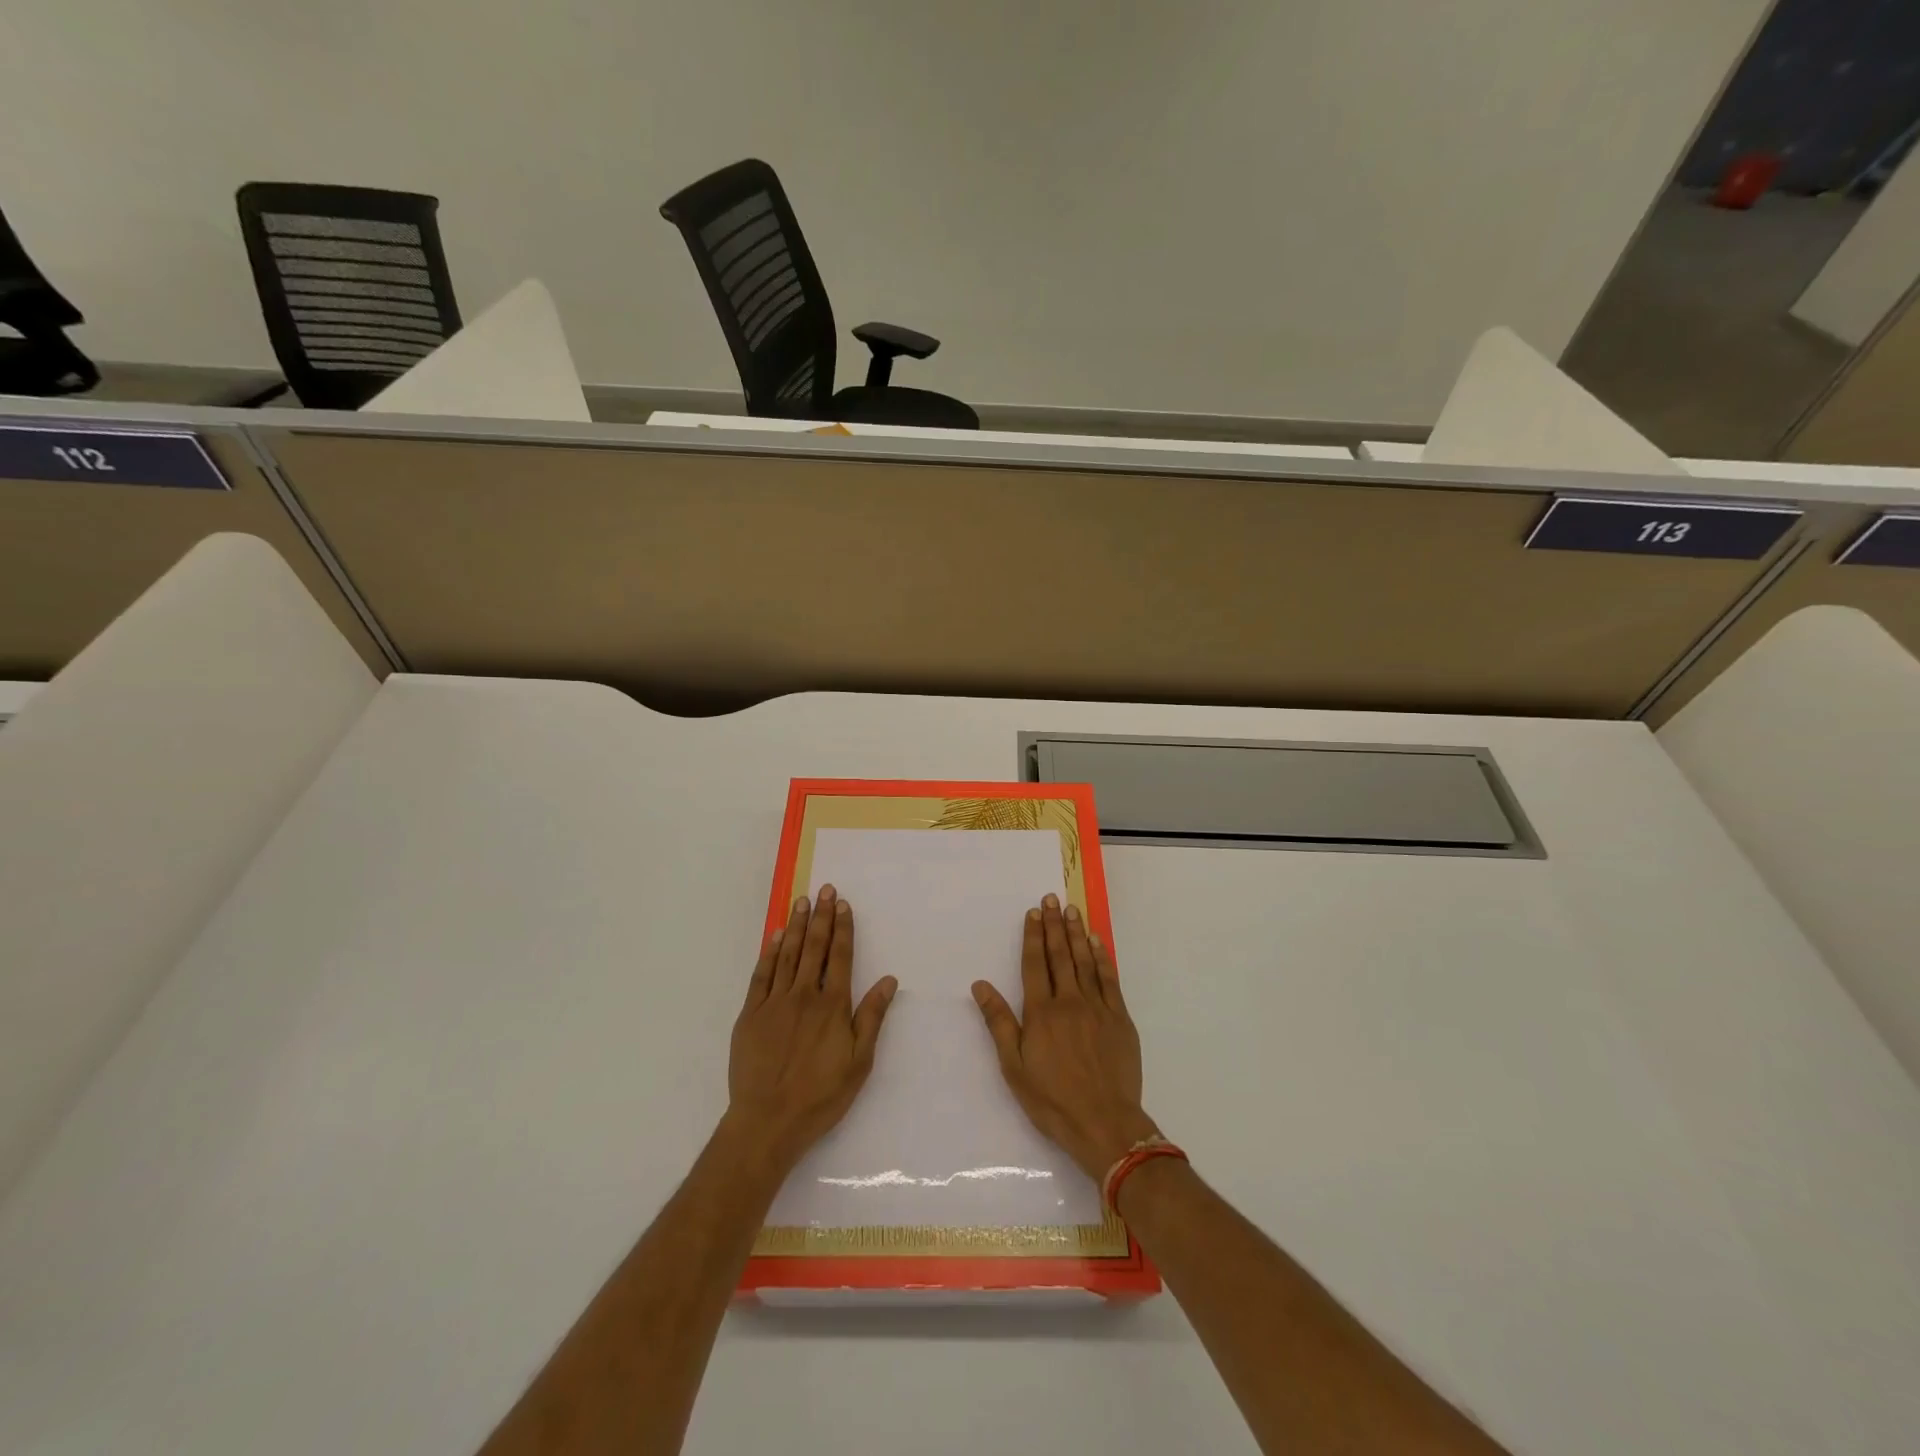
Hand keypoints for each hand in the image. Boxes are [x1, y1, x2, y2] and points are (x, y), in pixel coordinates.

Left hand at [726, 885, 896, 1171]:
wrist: (768, 1121)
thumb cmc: (821, 1095)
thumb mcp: (859, 1062)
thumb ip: (872, 1017)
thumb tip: (888, 980)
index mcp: (833, 1005)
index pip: (841, 956)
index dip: (843, 928)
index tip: (843, 904)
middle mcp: (804, 995)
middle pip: (814, 947)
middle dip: (821, 916)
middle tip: (824, 889)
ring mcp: (774, 1002)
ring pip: (787, 954)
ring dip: (795, 926)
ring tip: (802, 902)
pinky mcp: (751, 1014)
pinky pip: (761, 975)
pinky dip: (769, 953)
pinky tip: (774, 936)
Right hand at [971, 894, 1159, 1181]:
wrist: (1104, 1123)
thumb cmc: (1052, 1099)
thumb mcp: (1014, 1066)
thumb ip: (998, 1022)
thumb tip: (980, 985)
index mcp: (1041, 1012)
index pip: (1035, 964)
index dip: (1033, 936)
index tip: (1033, 912)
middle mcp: (1069, 1001)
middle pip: (1060, 955)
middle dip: (1054, 925)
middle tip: (1051, 898)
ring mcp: (1097, 1007)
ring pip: (1084, 961)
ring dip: (1076, 933)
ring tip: (1072, 910)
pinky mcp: (1120, 1018)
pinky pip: (1109, 979)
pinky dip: (1102, 957)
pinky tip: (1096, 942)